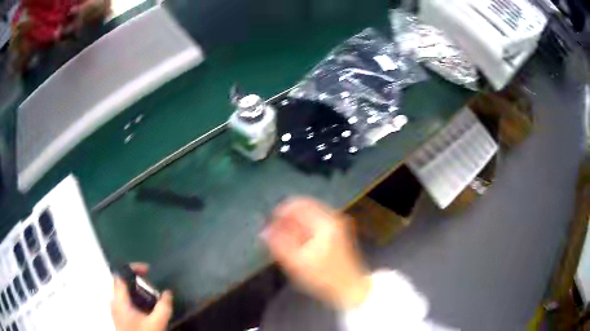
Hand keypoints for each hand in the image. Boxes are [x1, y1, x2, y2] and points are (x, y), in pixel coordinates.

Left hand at [111, 263, 172, 330]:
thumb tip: (168, 292)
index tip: (148, 270)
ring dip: (139, 292)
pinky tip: (148, 310)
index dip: (133, 268)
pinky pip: (126, 301)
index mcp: (120, 301)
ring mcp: (116, 310)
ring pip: (125, 293)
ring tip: (153, 299)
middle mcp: (115, 302)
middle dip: (139, 282)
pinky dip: (137, 300)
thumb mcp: (157, 323)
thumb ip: (163, 307)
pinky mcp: (120, 316)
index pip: (120, 275)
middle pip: (123, 283)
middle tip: (153, 285)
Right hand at [261, 198, 371, 310]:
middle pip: (304, 209)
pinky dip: (303, 231)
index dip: (280, 212)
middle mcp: (332, 218)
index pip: (298, 204)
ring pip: (309, 217)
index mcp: (325, 222)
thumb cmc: (323, 277)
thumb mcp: (297, 262)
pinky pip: (315, 225)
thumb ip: (278, 244)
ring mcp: (336, 225)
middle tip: (273, 235)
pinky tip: (295, 244)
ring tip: (282, 241)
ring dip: (294, 226)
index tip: (268, 225)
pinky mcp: (337, 234)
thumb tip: (263, 231)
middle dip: (287, 220)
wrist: (349, 288)